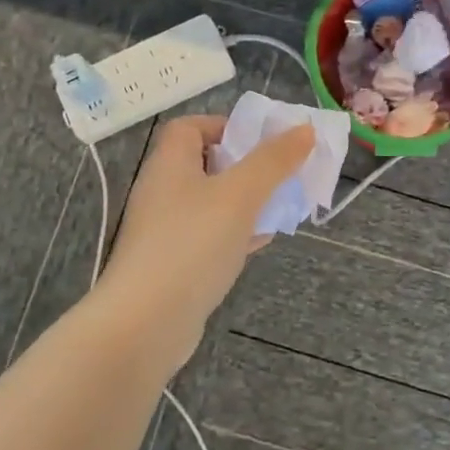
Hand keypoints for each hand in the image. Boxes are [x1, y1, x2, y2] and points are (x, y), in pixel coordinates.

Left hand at [98, 115, 314, 367]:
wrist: (145, 324)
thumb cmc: (192, 244)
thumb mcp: (240, 194)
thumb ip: (273, 160)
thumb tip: (304, 129)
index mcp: (170, 163)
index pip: (191, 127)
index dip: (226, 126)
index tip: (261, 141)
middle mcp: (162, 191)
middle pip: (206, 164)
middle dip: (246, 166)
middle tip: (280, 175)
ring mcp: (164, 230)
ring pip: (211, 202)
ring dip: (245, 201)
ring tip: (280, 207)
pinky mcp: (172, 263)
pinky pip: (208, 236)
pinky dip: (235, 233)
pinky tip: (260, 242)